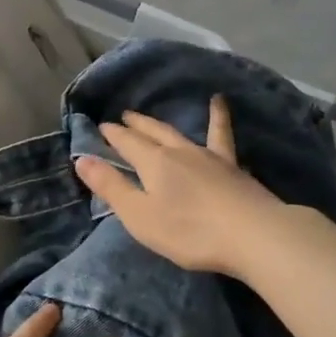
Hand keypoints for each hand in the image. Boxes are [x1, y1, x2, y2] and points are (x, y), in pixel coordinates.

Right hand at [73, 95, 289, 276]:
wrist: (253, 234)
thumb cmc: (190, 231)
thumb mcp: (140, 216)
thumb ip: (112, 187)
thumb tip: (82, 159)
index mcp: (153, 163)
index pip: (127, 143)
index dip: (112, 135)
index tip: (101, 126)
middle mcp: (179, 152)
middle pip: (152, 133)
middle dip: (135, 125)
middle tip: (125, 116)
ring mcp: (209, 156)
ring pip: (180, 132)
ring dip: (163, 123)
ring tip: (155, 114)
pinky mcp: (232, 166)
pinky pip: (222, 135)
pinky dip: (218, 116)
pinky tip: (220, 102)